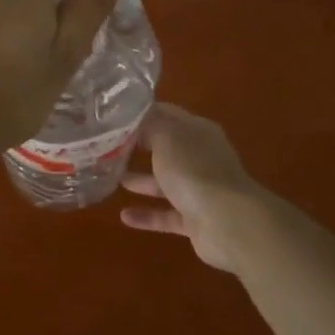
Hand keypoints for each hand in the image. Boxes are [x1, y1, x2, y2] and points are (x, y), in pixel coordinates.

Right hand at [120, 103, 262, 271]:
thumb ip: (149, 126)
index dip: (142, 112)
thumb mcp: (165, 137)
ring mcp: (200, 189)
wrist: (227, 221)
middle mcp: (201, 157)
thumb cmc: (193, 169)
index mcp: (197, 130)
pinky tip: (124, 216)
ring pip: (165, 182)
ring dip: (141, 181)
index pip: (167, 113)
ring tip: (112, 178)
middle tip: (107, 146)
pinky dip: (147, 215)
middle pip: (166, 148)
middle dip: (140, 146)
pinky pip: (167, 215)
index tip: (114, 115)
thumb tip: (136, 123)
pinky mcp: (196, 219)